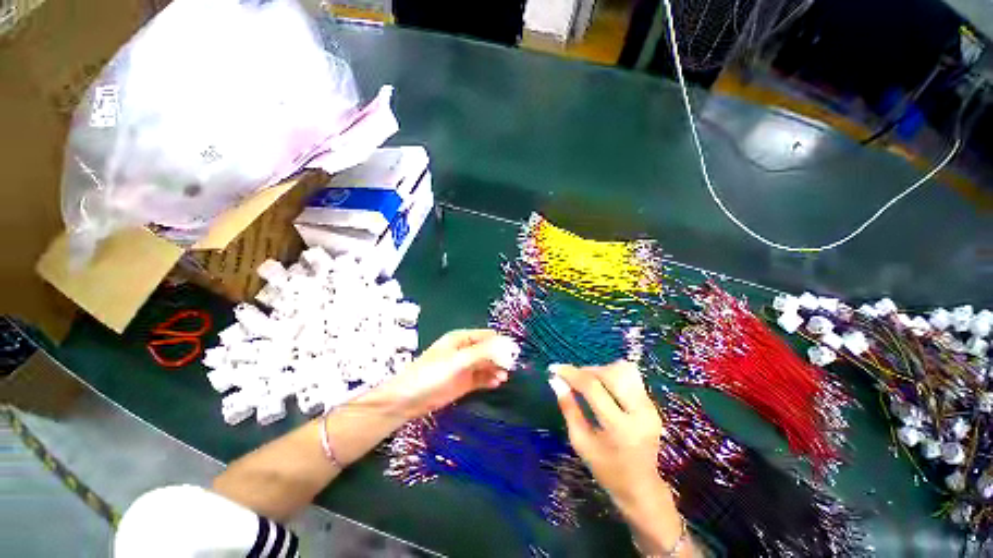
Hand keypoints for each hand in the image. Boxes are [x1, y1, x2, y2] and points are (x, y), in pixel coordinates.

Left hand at [386, 329, 517, 417]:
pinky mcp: (464, 382)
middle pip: (489, 350)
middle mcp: (465, 350)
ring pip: (487, 364)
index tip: (514, 352)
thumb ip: (483, 353)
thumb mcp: (459, 361)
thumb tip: (508, 345)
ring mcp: (465, 367)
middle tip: (511, 367)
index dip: (501, 342)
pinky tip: (497, 383)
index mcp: (462, 338)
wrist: (408, 400)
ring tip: (504, 377)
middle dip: (501, 357)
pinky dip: (490, 379)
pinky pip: (482, 378)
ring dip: (496, 369)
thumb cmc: (432, 374)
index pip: (487, 336)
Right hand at [549, 362, 689, 555]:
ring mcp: (649, 406)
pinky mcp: (652, 403)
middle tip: (571, 378)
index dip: (571, 374)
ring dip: (599, 370)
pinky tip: (602, 386)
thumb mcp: (581, 442)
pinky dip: (611, 375)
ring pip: (622, 370)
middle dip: (586, 371)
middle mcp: (639, 412)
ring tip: (587, 382)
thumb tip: (556, 380)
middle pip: (610, 373)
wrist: (642, 487)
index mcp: (620, 428)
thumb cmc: (607, 469)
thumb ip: (569, 408)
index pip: (592, 388)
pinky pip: (629, 376)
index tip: (555, 368)